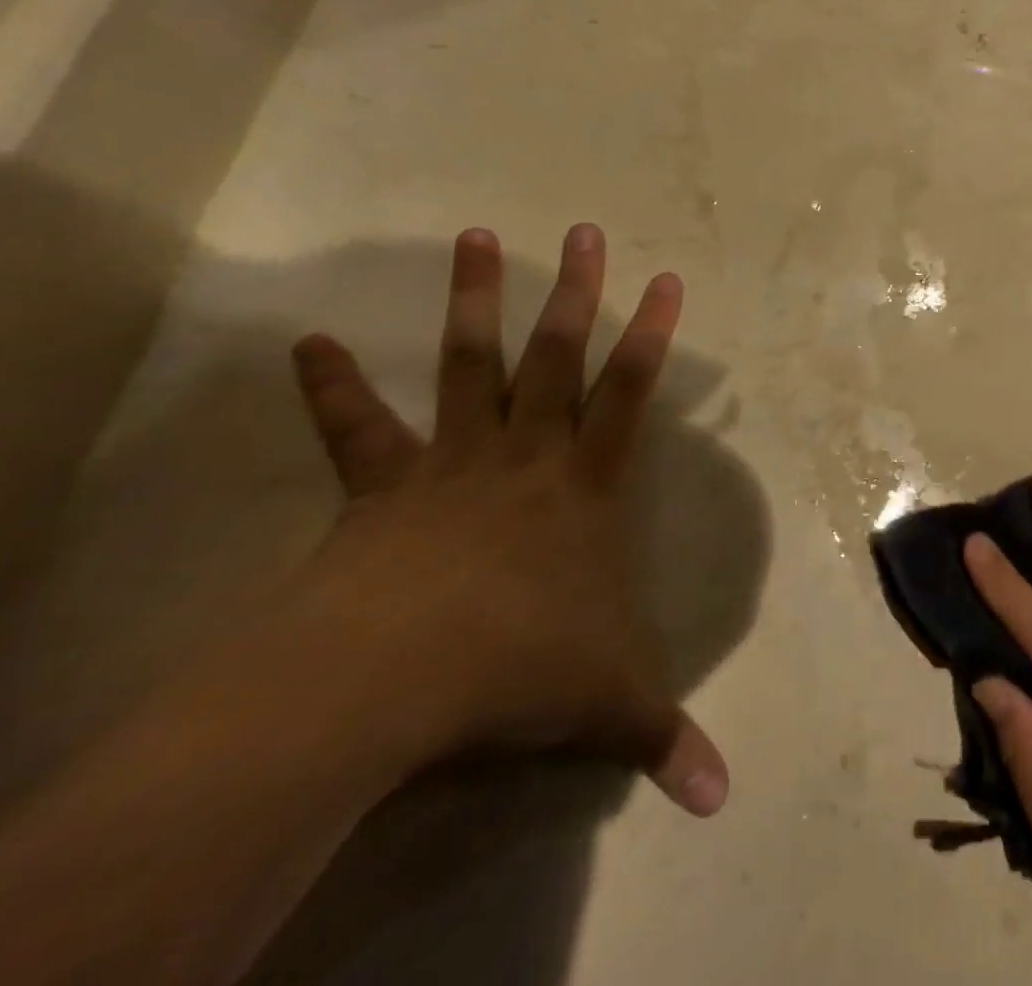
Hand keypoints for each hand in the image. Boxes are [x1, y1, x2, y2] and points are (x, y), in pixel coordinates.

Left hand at [283, 224, 726, 816]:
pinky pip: (357, 430)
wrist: (394, 678)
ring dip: (473, 303)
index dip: (654, 336)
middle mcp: (525, 456)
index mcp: (583, 487)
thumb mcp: (608, 705)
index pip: (631, 394)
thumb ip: (664, 740)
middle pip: (558, 357)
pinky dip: (334, 387)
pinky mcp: (382, 486)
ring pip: (470, 366)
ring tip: (472, 236)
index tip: (667, 279)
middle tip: (582, 230)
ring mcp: (452, 462)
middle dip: (576, 290)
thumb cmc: (518, 669)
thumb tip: (723, 803)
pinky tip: (309, 342)